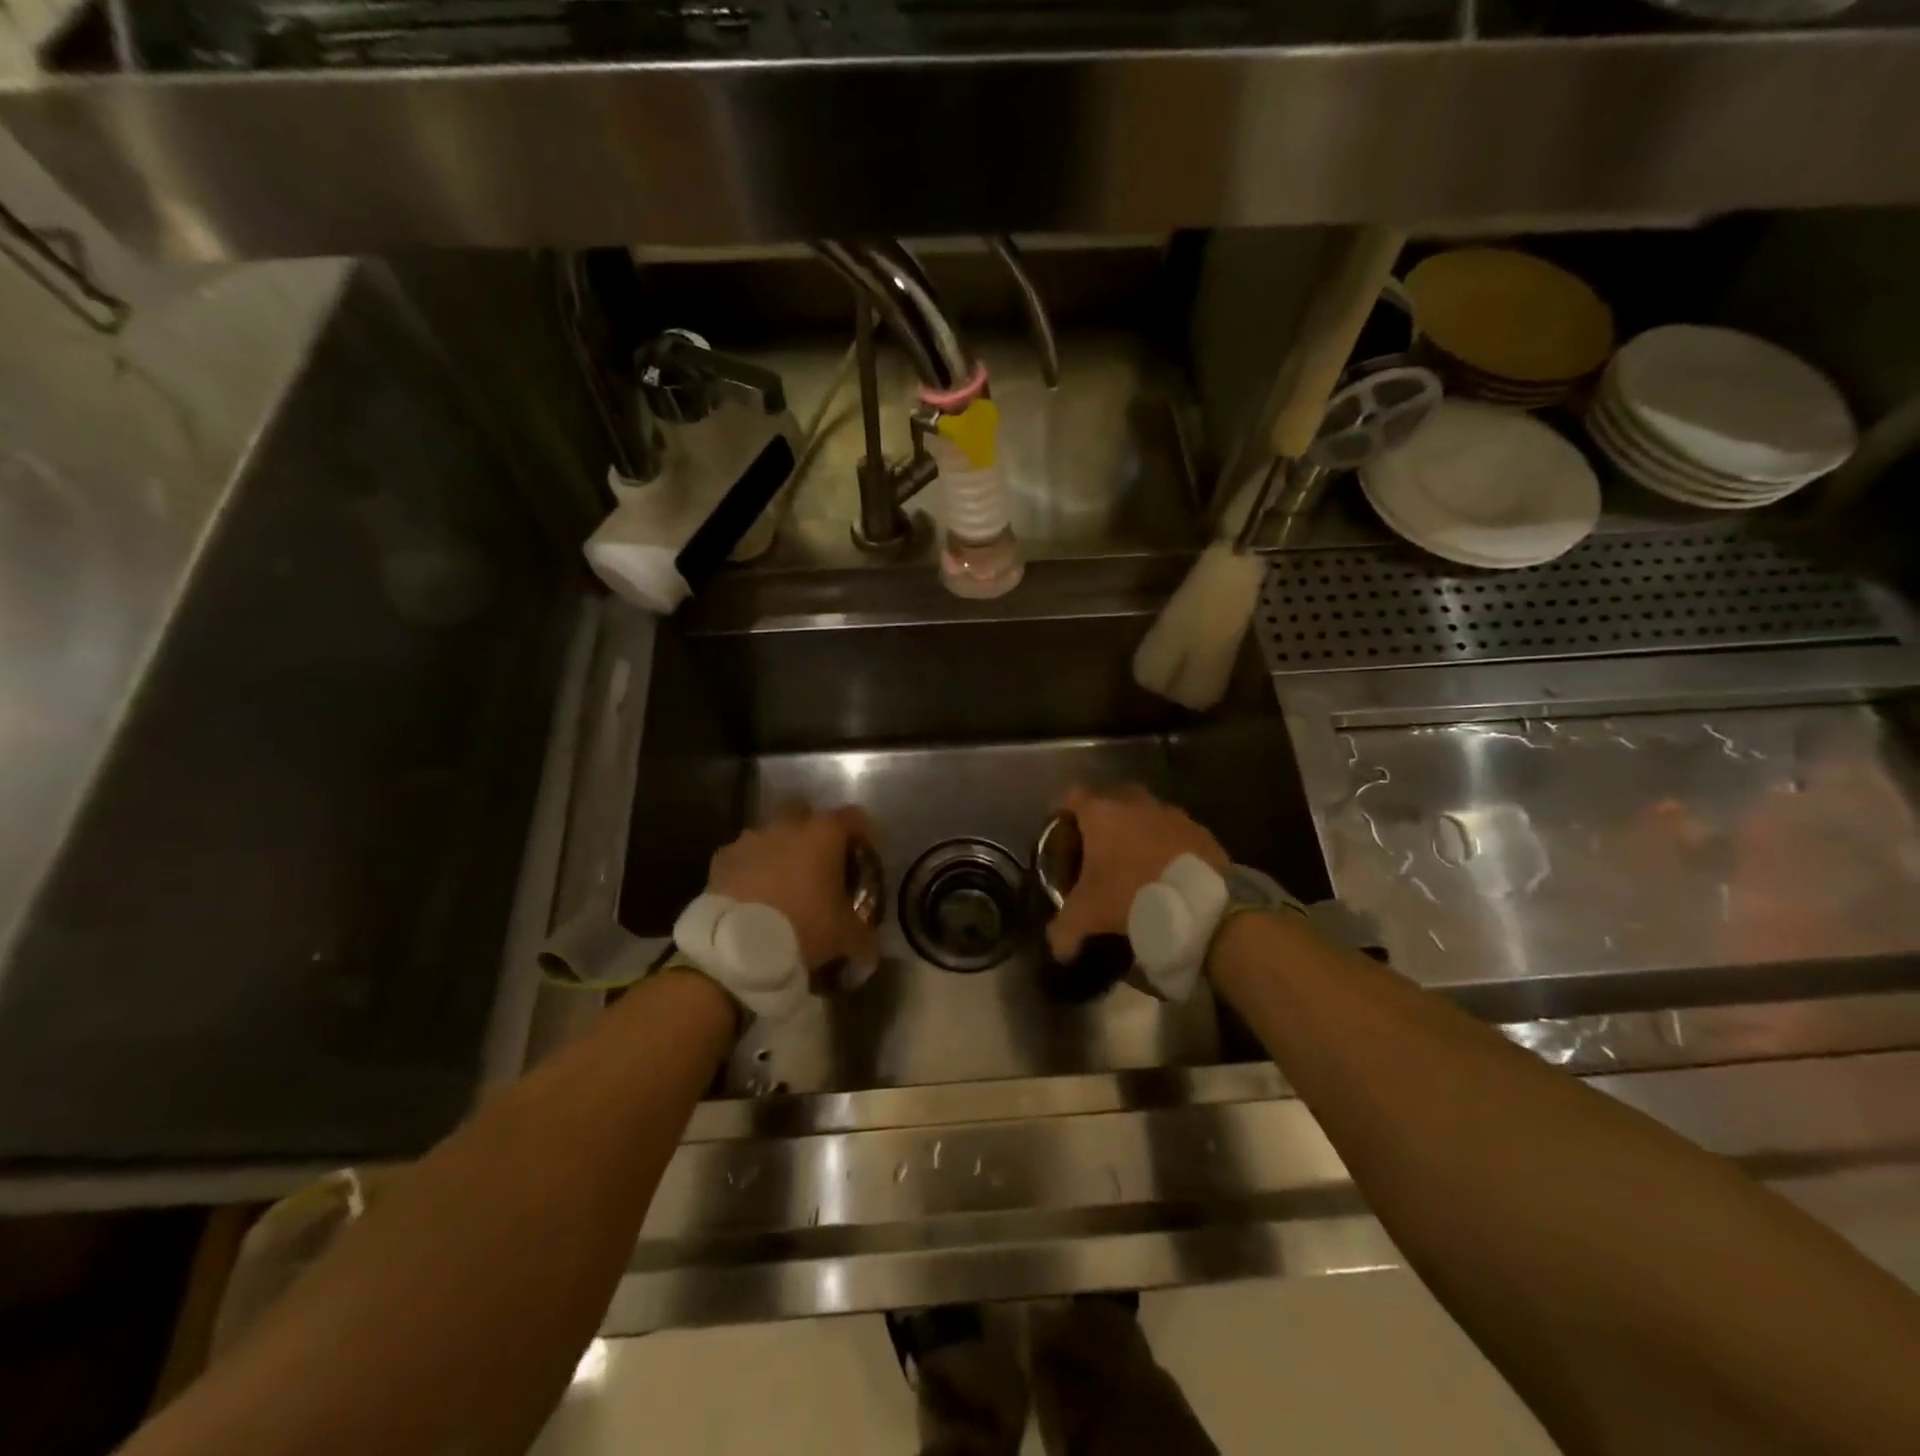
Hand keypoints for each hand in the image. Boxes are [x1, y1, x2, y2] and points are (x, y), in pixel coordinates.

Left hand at [707, 801, 879, 977]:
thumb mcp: (847, 937)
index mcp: (825, 834)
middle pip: (806, 813)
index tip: (863, 856)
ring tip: (783, 884)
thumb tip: (872, 945)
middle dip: (814, 833)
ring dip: (779, 851)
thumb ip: (865, 935)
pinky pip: (744, 856)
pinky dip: (751, 869)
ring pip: (771, 834)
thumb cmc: (804, 928)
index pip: (854, 818)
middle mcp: (788, 826)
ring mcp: (751, 839)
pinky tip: (754, 895)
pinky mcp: (722, 859)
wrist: (737, 948)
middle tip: (820, 865)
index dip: (863, 835)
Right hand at [1046, 785, 1226, 962]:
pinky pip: (1173, 831)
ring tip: (1133, 862)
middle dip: (1101, 818)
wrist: (1201, 904)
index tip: (1057, 829)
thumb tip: (1057, 949)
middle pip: (1109, 799)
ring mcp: (1170, 813)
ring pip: (1144, 813)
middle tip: (1095, 846)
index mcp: (1101, 813)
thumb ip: (1064, 929)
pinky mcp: (1199, 830)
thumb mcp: (1088, 916)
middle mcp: (1134, 803)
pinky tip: (1164, 871)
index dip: (1060, 810)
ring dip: (1136, 831)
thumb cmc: (1131, 895)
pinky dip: (1165, 845)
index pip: (1070, 795)